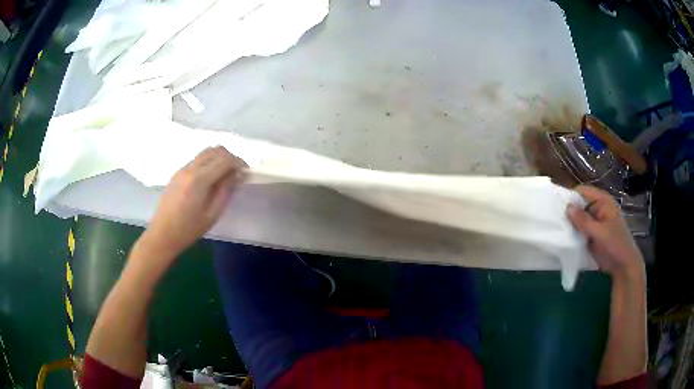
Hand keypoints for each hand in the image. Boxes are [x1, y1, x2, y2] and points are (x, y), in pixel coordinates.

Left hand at [143, 146, 246, 259]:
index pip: (224, 160)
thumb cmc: (188, 229)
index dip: (239, 163)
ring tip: (225, 175)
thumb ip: (225, 190)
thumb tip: (236, 174)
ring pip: (205, 152)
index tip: (246, 172)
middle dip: (229, 157)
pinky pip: (196, 160)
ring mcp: (182, 169)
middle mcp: (190, 168)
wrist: (162, 234)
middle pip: (215, 150)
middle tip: (237, 172)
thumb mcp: (212, 214)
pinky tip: (210, 179)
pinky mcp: (177, 173)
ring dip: (218, 158)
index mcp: (199, 179)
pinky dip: (208, 163)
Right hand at [566, 185, 643, 278]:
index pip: (582, 192)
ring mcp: (594, 222)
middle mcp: (597, 208)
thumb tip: (567, 207)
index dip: (570, 198)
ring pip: (577, 219)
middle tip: (555, 223)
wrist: (624, 267)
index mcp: (602, 201)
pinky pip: (579, 230)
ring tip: (557, 232)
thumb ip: (584, 221)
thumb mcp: (600, 233)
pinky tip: (564, 240)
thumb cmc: (616, 246)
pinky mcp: (591, 235)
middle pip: (578, 204)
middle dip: (568, 213)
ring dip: (570, 225)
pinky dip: (573, 234)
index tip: (557, 209)